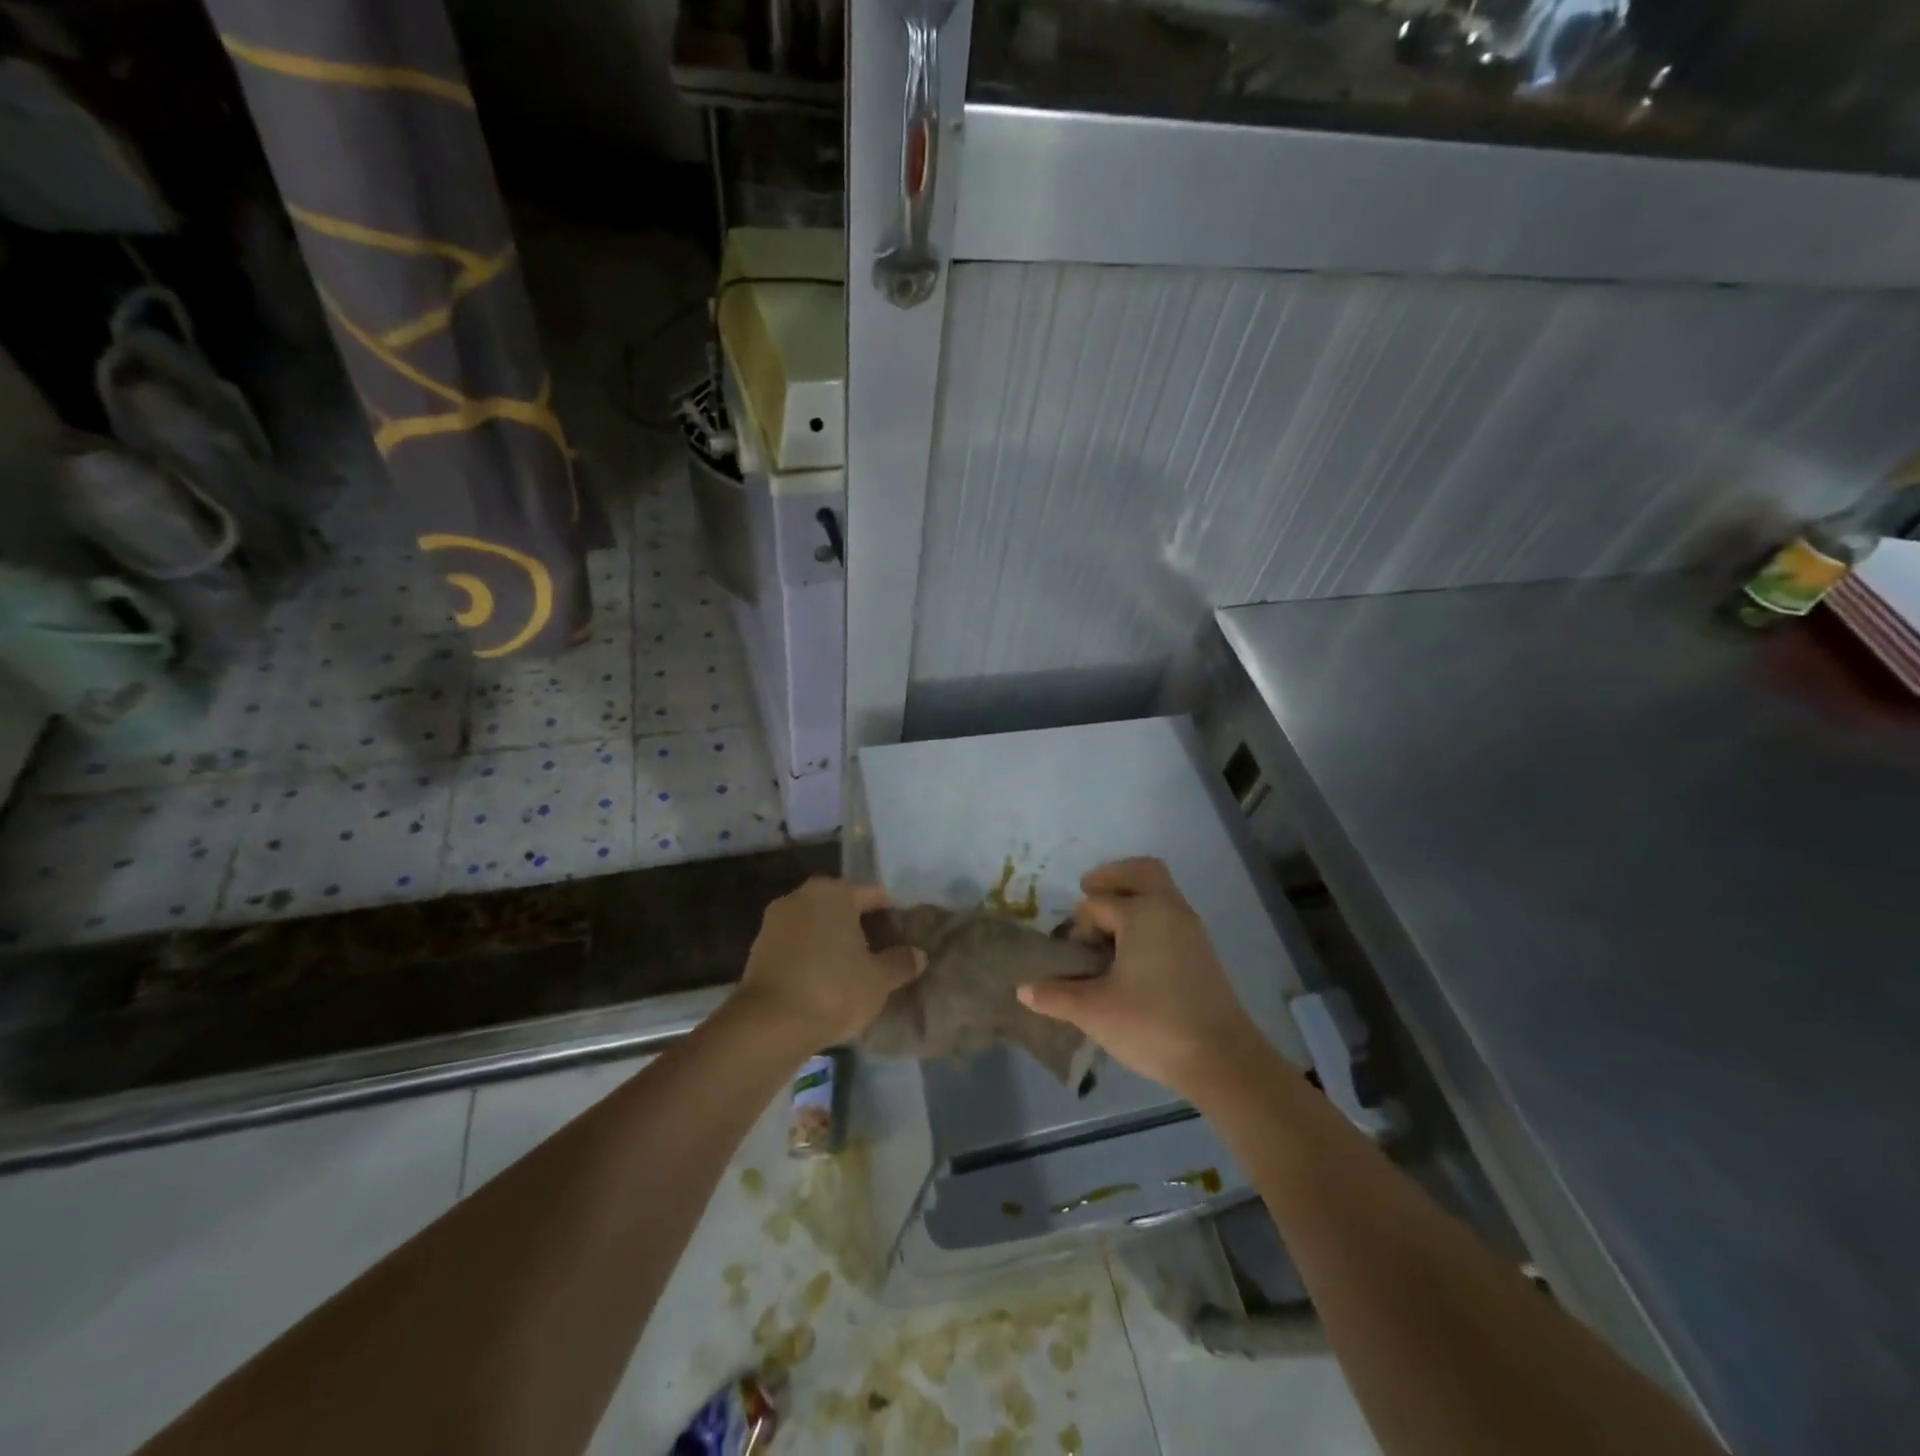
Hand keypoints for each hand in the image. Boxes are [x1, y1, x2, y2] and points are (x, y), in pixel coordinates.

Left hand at [735, 877, 924, 1048]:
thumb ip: (901, 962)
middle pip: (842, 906)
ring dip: (834, 941)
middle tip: (884, 950)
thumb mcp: (879, 980)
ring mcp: (775, 921)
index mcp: (833, 892)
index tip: (906, 932)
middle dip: (862, 925)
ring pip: (817, 925)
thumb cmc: (834, 989)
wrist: (769, 1025)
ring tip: (856, 967)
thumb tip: (918, 954)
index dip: (893, 913)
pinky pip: (797, 945)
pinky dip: (813, 955)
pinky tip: (827, 979)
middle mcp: (801, 896)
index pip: (873, 895)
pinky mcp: (759, 949)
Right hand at [1019, 858, 1263, 1096]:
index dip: (1078, 925)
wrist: (1222, 1059)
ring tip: (1107, 928)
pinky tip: (1132, 951)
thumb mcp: (1094, 1011)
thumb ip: (1055, 995)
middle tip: (1089, 894)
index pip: (1097, 902)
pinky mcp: (1202, 949)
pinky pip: (1170, 913)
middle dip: (1112, 877)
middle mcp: (1169, 909)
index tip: (1072, 954)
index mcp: (1142, 913)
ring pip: (1160, 890)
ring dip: (1132, 896)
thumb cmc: (1152, 1025)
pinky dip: (1149, 915)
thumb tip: (1023, 989)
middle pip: (1141, 871)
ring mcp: (1191, 928)